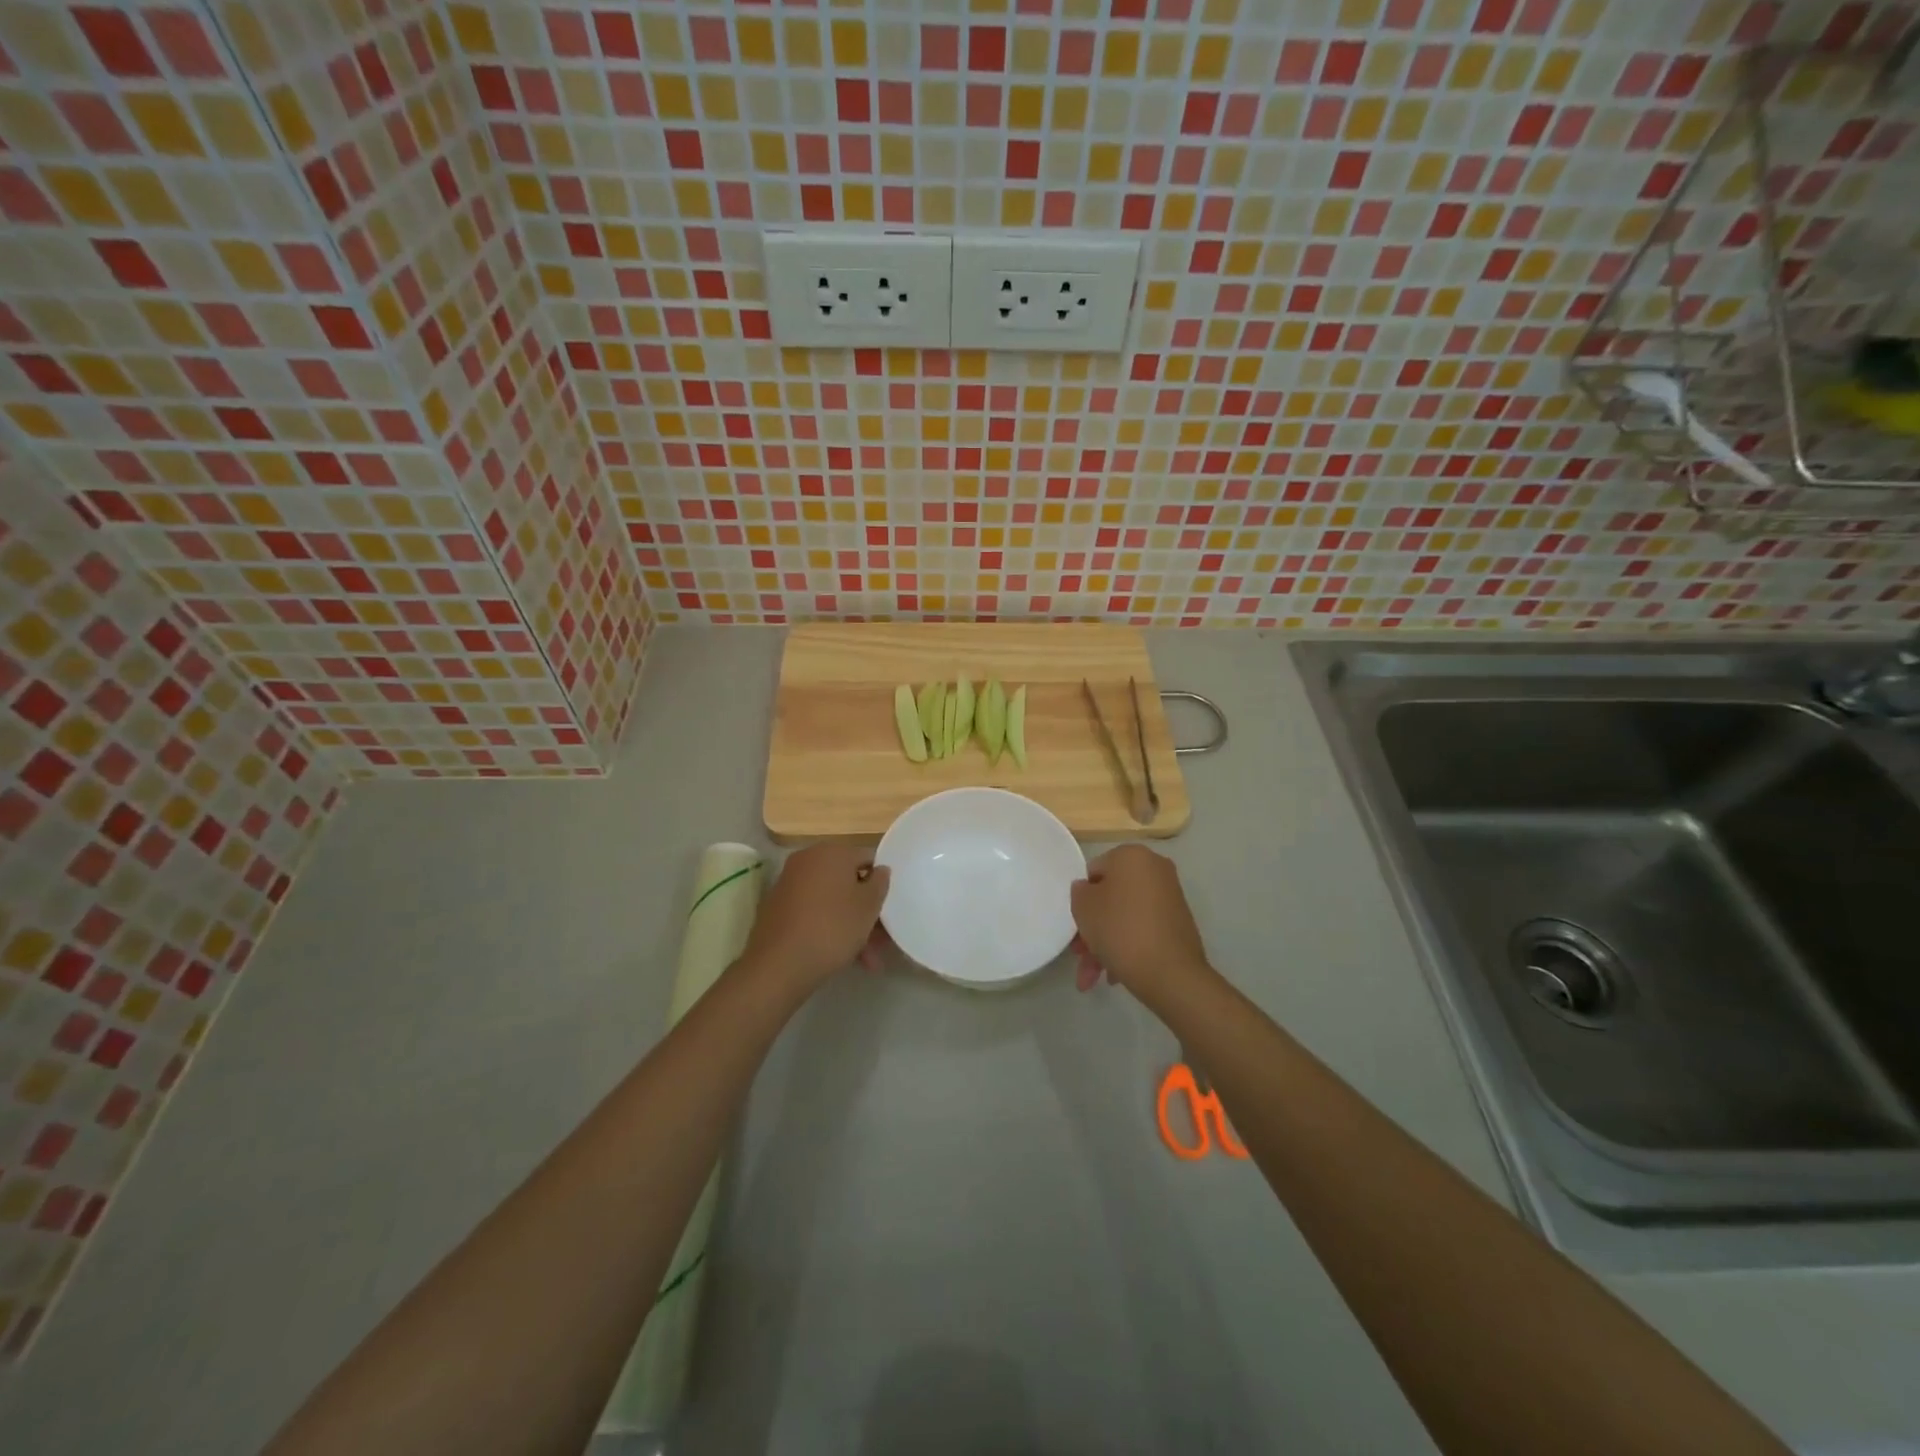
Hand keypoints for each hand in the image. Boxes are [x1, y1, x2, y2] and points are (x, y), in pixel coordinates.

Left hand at [738, 842, 889, 997]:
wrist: (778, 965)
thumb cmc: (832, 928)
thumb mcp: (868, 906)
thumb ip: (880, 883)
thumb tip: (880, 869)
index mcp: (832, 851)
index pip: (867, 858)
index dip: (882, 883)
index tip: (889, 909)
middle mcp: (808, 860)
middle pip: (848, 881)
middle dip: (866, 911)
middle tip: (881, 941)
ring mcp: (789, 884)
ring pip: (831, 901)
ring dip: (851, 926)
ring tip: (866, 960)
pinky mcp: (777, 908)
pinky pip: (813, 912)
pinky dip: (828, 928)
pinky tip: (842, 957)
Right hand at [1069, 845, 1213, 1005]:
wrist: (1171, 973)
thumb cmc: (1120, 929)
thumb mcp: (1083, 907)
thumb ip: (1079, 892)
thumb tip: (1088, 890)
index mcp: (1131, 855)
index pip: (1093, 871)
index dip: (1081, 899)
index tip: (1076, 925)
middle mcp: (1154, 869)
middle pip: (1111, 897)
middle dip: (1092, 928)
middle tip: (1080, 955)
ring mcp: (1169, 897)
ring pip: (1125, 917)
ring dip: (1105, 944)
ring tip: (1093, 978)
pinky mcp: (1178, 924)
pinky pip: (1143, 929)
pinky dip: (1127, 947)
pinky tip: (1115, 975)